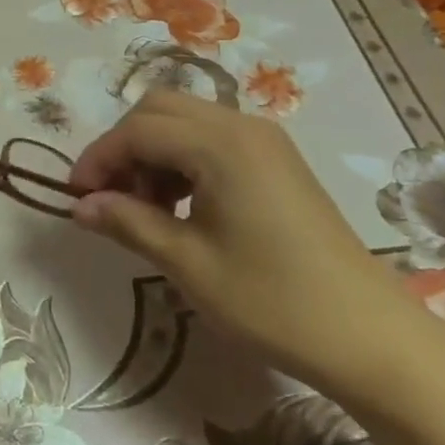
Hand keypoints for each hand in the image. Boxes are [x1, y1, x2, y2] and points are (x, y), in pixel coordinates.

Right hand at [70, 89, 416, 402]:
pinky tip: (181, 206)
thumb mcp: (189, 264)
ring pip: (186, 120)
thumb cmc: (272, 300)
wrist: (369, 335)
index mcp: (220, 144)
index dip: (99, 158)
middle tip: (110, 198)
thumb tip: (81, 205)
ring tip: (145, 209)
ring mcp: (264, 140)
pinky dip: (182, 159)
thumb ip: (129, 222)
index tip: (76, 197)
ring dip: (153, 152)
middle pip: (160, 109)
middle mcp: (241, 125)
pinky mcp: (276, 160)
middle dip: (124, 147)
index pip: (138, 129)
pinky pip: (212, 139)